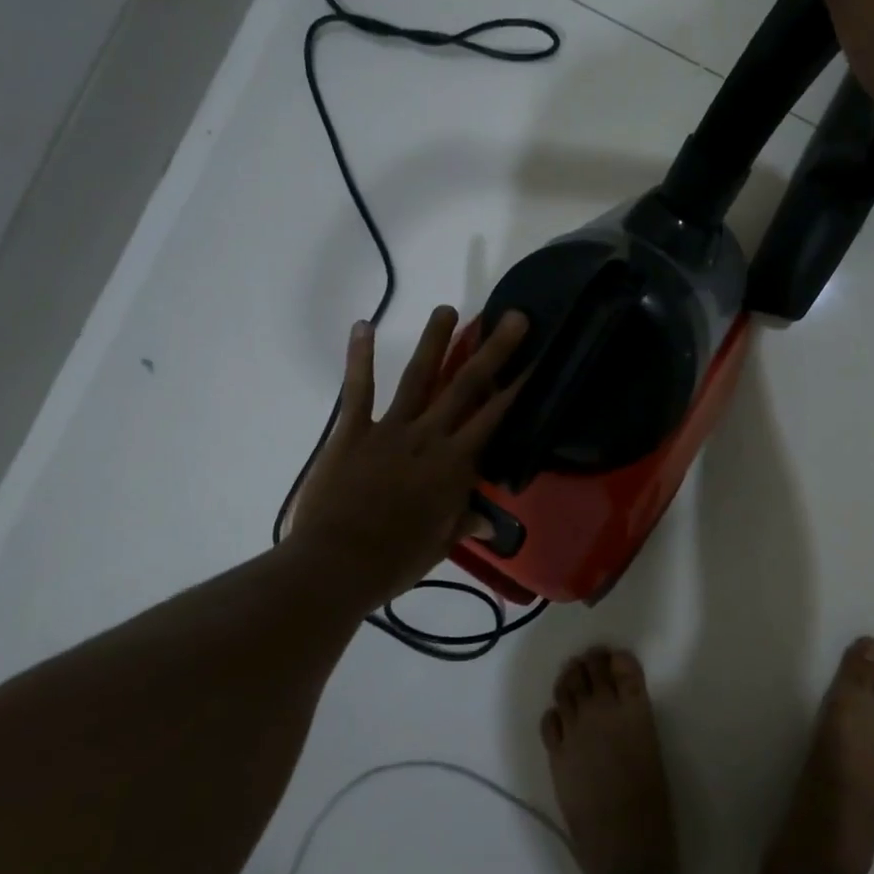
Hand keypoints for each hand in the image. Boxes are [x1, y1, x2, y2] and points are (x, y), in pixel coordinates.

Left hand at [282, 306, 528, 610]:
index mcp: (455, 464)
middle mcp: (429, 436)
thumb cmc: (395, 560)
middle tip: (513, 318)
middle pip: (467, 386)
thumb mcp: (439, 545)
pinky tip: (364, 325)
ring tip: (448, 309)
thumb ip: (463, 523)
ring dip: (436, 341)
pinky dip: (361, 357)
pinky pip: (358, 389)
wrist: (336, 565)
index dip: (518, 387)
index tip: (536, 359)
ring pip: (419, 377)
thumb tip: (486, 521)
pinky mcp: (352, 431)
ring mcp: (390, 429)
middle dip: (493, 350)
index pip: (495, 417)